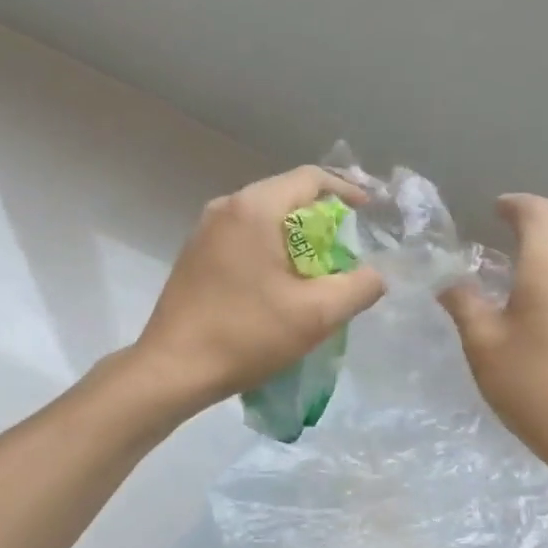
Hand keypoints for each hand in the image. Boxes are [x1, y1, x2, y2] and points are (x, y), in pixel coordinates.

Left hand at [134, 166, 385, 411]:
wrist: (173, 370)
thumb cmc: (246, 335)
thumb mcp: (316, 315)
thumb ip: (358, 287)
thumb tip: (375, 275)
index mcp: (254, 209)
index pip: (311, 178)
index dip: (347, 191)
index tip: (369, 214)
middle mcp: (226, 207)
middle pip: (286, 196)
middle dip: (322, 219)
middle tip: (348, 249)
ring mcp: (204, 230)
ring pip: (263, 218)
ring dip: (295, 237)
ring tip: (318, 270)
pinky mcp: (194, 255)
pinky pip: (243, 238)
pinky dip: (269, 249)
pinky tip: (279, 284)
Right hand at [441, 195, 547, 477]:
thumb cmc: (532, 385)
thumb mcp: (483, 345)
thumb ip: (464, 305)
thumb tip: (449, 283)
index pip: (539, 213)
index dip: (515, 204)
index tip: (493, 211)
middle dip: (543, 216)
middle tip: (509, 233)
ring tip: (516, 270)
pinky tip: (536, 306)